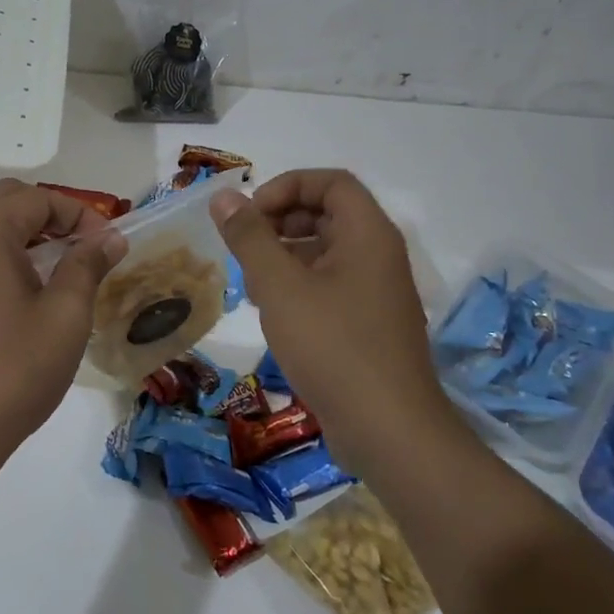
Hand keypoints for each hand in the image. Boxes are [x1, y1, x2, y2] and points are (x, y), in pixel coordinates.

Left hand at [0, 180, 126, 483]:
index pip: (38, 197)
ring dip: (18, 234)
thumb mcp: (65, 317)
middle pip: (6, 201)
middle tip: (81, 249)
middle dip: (48, 217)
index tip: (107, 244)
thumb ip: (87, 265)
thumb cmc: (12, 371)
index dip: (79, 214)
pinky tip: (12, 294)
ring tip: (50, 270)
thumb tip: (109, 238)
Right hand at [210, 169, 447, 439]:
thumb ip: (250, 238)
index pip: (331, 182)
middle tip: (244, 247)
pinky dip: (297, 286)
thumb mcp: (280, 287)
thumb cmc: (333, 347)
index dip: (287, 187)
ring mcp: (375, 292)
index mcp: (368, 235)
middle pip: (327, 214)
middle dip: (280, 222)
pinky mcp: (367, 324)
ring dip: (283, 256)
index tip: (251, 214)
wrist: (389, 431)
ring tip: (249, 283)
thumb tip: (224, 197)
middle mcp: (378, 255)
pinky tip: (270, 312)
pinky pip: (329, 285)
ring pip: (324, 252)